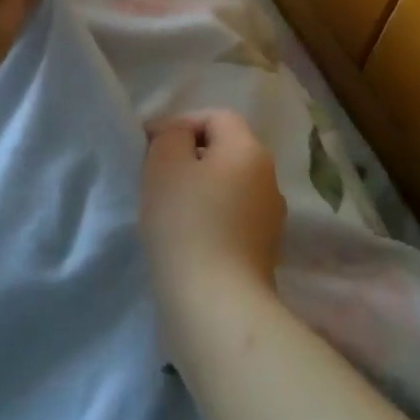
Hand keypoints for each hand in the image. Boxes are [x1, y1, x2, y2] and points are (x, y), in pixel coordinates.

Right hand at [140, 110, 286, 319]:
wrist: (216, 303)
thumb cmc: (186, 223)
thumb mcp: (165, 164)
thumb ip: (171, 136)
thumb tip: (180, 137)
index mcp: (249, 150)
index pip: (217, 117)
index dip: (181, 124)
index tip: (149, 148)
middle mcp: (269, 178)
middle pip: (226, 151)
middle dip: (190, 158)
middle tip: (156, 178)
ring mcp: (271, 218)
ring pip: (230, 187)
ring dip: (201, 191)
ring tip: (168, 212)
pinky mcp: (264, 252)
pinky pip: (233, 219)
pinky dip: (211, 220)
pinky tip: (187, 240)